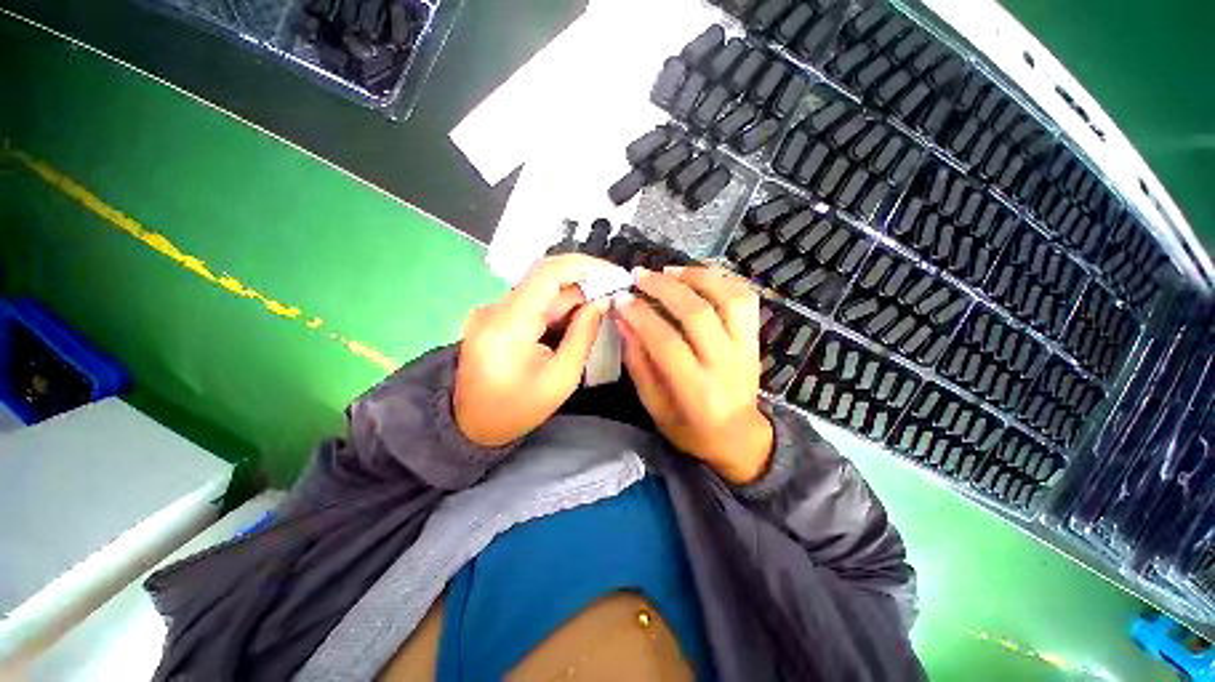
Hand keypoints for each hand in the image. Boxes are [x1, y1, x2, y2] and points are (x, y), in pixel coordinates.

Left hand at [454, 254, 624, 446]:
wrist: (471, 426)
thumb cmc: (518, 409)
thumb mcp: (562, 378)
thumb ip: (583, 335)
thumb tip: (602, 301)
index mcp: (508, 323)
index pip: (547, 272)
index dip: (584, 266)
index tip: (613, 274)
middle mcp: (495, 308)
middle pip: (545, 280)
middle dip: (583, 282)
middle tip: (613, 293)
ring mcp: (492, 311)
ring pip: (541, 291)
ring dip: (572, 296)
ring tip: (600, 308)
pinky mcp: (494, 317)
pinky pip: (532, 303)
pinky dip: (557, 307)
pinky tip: (576, 319)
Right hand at [614, 266, 774, 484]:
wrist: (738, 437)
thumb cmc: (689, 428)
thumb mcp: (654, 406)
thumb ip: (638, 363)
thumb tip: (622, 320)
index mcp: (697, 391)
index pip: (667, 343)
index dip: (641, 317)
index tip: (621, 299)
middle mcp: (725, 365)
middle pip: (698, 315)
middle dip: (664, 289)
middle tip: (640, 276)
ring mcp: (746, 349)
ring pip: (729, 299)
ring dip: (697, 277)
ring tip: (670, 271)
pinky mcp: (755, 339)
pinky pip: (746, 299)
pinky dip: (722, 280)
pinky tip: (698, 277)